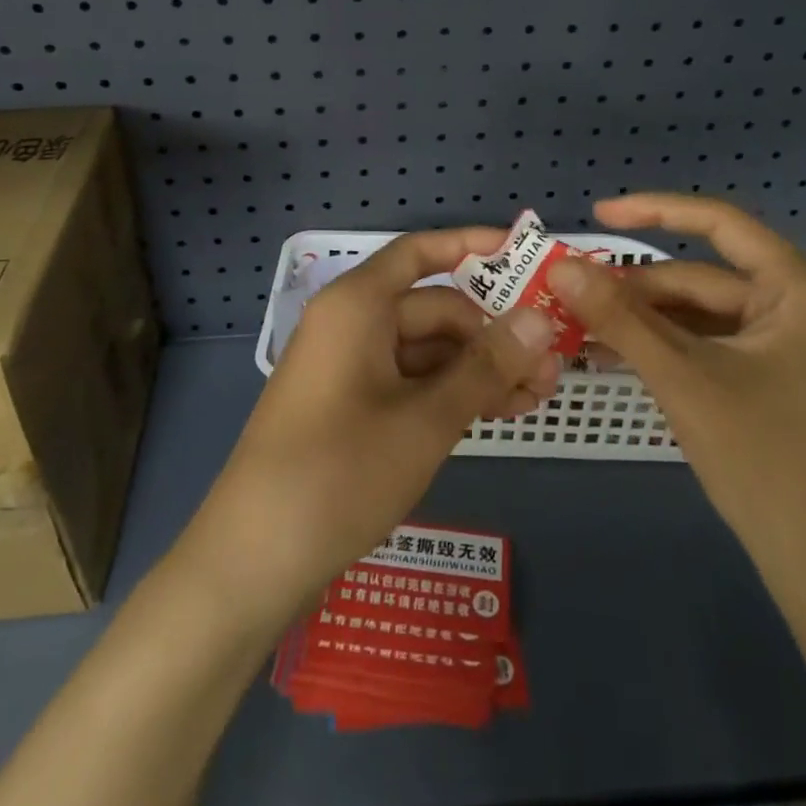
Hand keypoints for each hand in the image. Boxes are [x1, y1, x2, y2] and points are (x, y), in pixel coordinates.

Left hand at [183, 228, 558, 625]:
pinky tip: (495, 413)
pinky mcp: (348, 407)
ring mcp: (348, 368)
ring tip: (538, 396)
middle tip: (552, 364)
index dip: (471, 246)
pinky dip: (449, 393)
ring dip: (477, 368)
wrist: (254, 559)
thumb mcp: (427, 419)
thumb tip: (541, 318)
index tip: (524, 253)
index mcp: (357, 305)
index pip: (420, 253)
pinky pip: (408, 382)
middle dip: (491, 332)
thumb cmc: (341, 472)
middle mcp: (350, 325)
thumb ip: (486, 366)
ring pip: (425, 350)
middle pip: (431, 308)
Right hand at [549, 193, 805, 587]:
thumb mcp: (684, 382)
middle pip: (708, 279)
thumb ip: (619, 319)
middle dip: (639, 290)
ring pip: (710, 316)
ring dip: (650, 323)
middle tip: (574, 298)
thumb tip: (561, 268)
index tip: (596, 214)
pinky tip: (625, 357)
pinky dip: (675, 350)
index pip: (721, 224)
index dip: (653, 210)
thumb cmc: (770, 467)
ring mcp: (804, 348)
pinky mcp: (791, 382)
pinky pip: (722, 348)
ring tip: (587, 330)